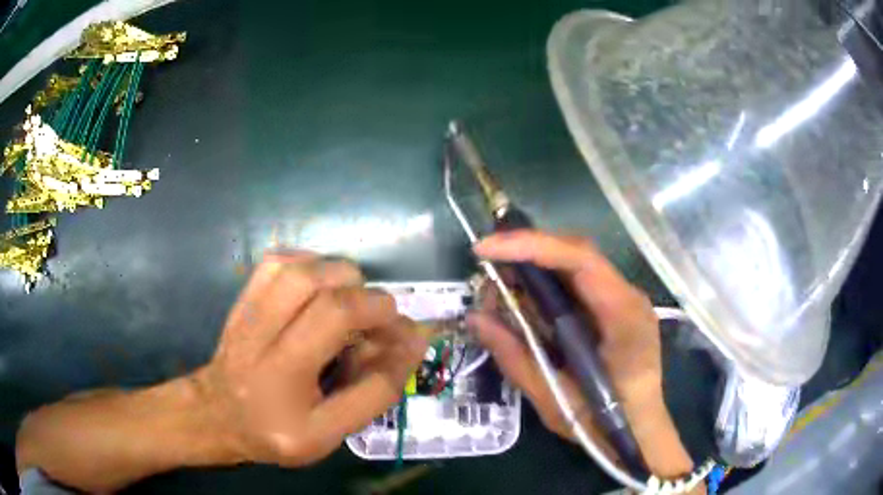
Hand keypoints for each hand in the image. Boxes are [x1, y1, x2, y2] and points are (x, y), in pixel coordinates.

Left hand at [192, 251, 427, 466]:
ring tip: (352, 300)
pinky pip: (278, 262)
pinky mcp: (242, 299)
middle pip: (325, 300)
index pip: (353, 364)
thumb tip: (411, 341)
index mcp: (286, 394)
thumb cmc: (274, 431)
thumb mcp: (328, 435)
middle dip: (370, 302)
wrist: (216, 414)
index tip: (407, 335)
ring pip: (301, 272)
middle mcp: (262, 350)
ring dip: (342, 278)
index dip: (389, 334)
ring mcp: (247, 317)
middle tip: (380, 319)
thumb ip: (371, 395)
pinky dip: (311, 263)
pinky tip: (321, 285)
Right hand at [468, 231, 694, 478]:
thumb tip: (475, 318)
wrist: (639, 430)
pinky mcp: (616, 307)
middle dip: (527, 251)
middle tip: (488, 266)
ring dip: (536, 265)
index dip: (531, 246)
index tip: (486, 250)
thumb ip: (514, 355)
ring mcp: (626, 299)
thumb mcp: (551, 396)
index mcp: (622, 316)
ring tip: (501, 284)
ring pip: (577, 263)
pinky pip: (580, 281)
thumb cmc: (602, 422)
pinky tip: (527, 296)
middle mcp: (629, 296)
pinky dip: (548, 282)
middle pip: (577, 252)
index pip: (579, 260)